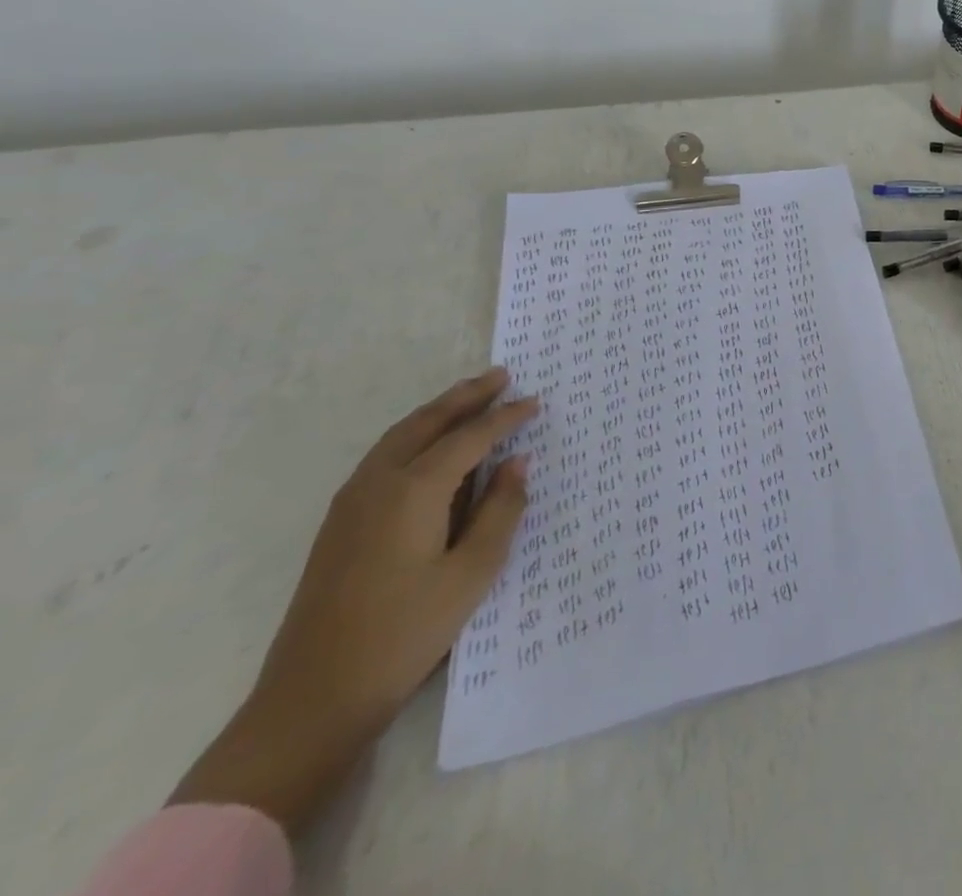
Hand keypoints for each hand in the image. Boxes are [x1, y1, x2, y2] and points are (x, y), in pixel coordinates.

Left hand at [171, 368, 537, 832]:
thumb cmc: (405, 632)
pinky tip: (430, 447)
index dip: (505, 417)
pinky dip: (414, 436)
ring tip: (470, 398)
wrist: (311, 700)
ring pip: (399, 437)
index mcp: (413, 491)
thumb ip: (501, 510)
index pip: (470, 438)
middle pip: (426, 423)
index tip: (536, 401)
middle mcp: (378, 484)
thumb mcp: (472, 573)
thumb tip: (517, 462)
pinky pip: (383, 458)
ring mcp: (350, 505)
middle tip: (501, 375)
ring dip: (437, 412)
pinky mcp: (339, 526)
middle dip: (465, 396)